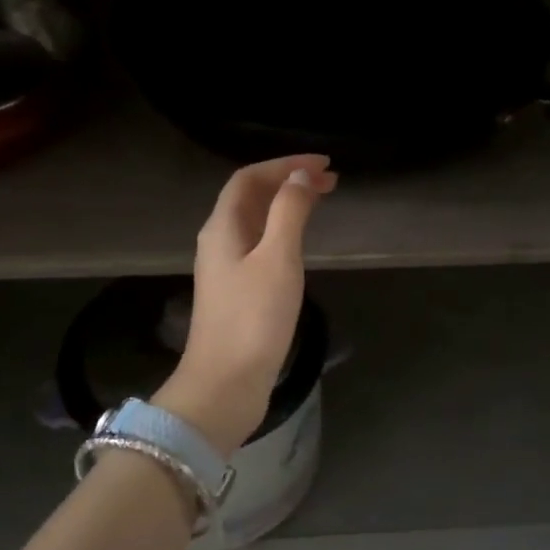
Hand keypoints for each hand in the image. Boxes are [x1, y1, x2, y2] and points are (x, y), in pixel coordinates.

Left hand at [157, 154, 336, 455]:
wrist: (225, 385)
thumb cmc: (254, 319)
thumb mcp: (278, 258)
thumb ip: (289, 212)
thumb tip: (299, 177)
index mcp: (222, 227)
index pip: (249, 178)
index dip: (284, 164)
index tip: (323, 164)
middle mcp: (219, 241)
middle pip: (251, 196)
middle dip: (288, 181)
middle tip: (330, 182)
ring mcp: (226, 268)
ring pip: (256, 220)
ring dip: (286, 204)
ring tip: (321, 201)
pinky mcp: (236, 291)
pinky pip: (259, 244)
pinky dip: (283, 230)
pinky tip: (300, 240)